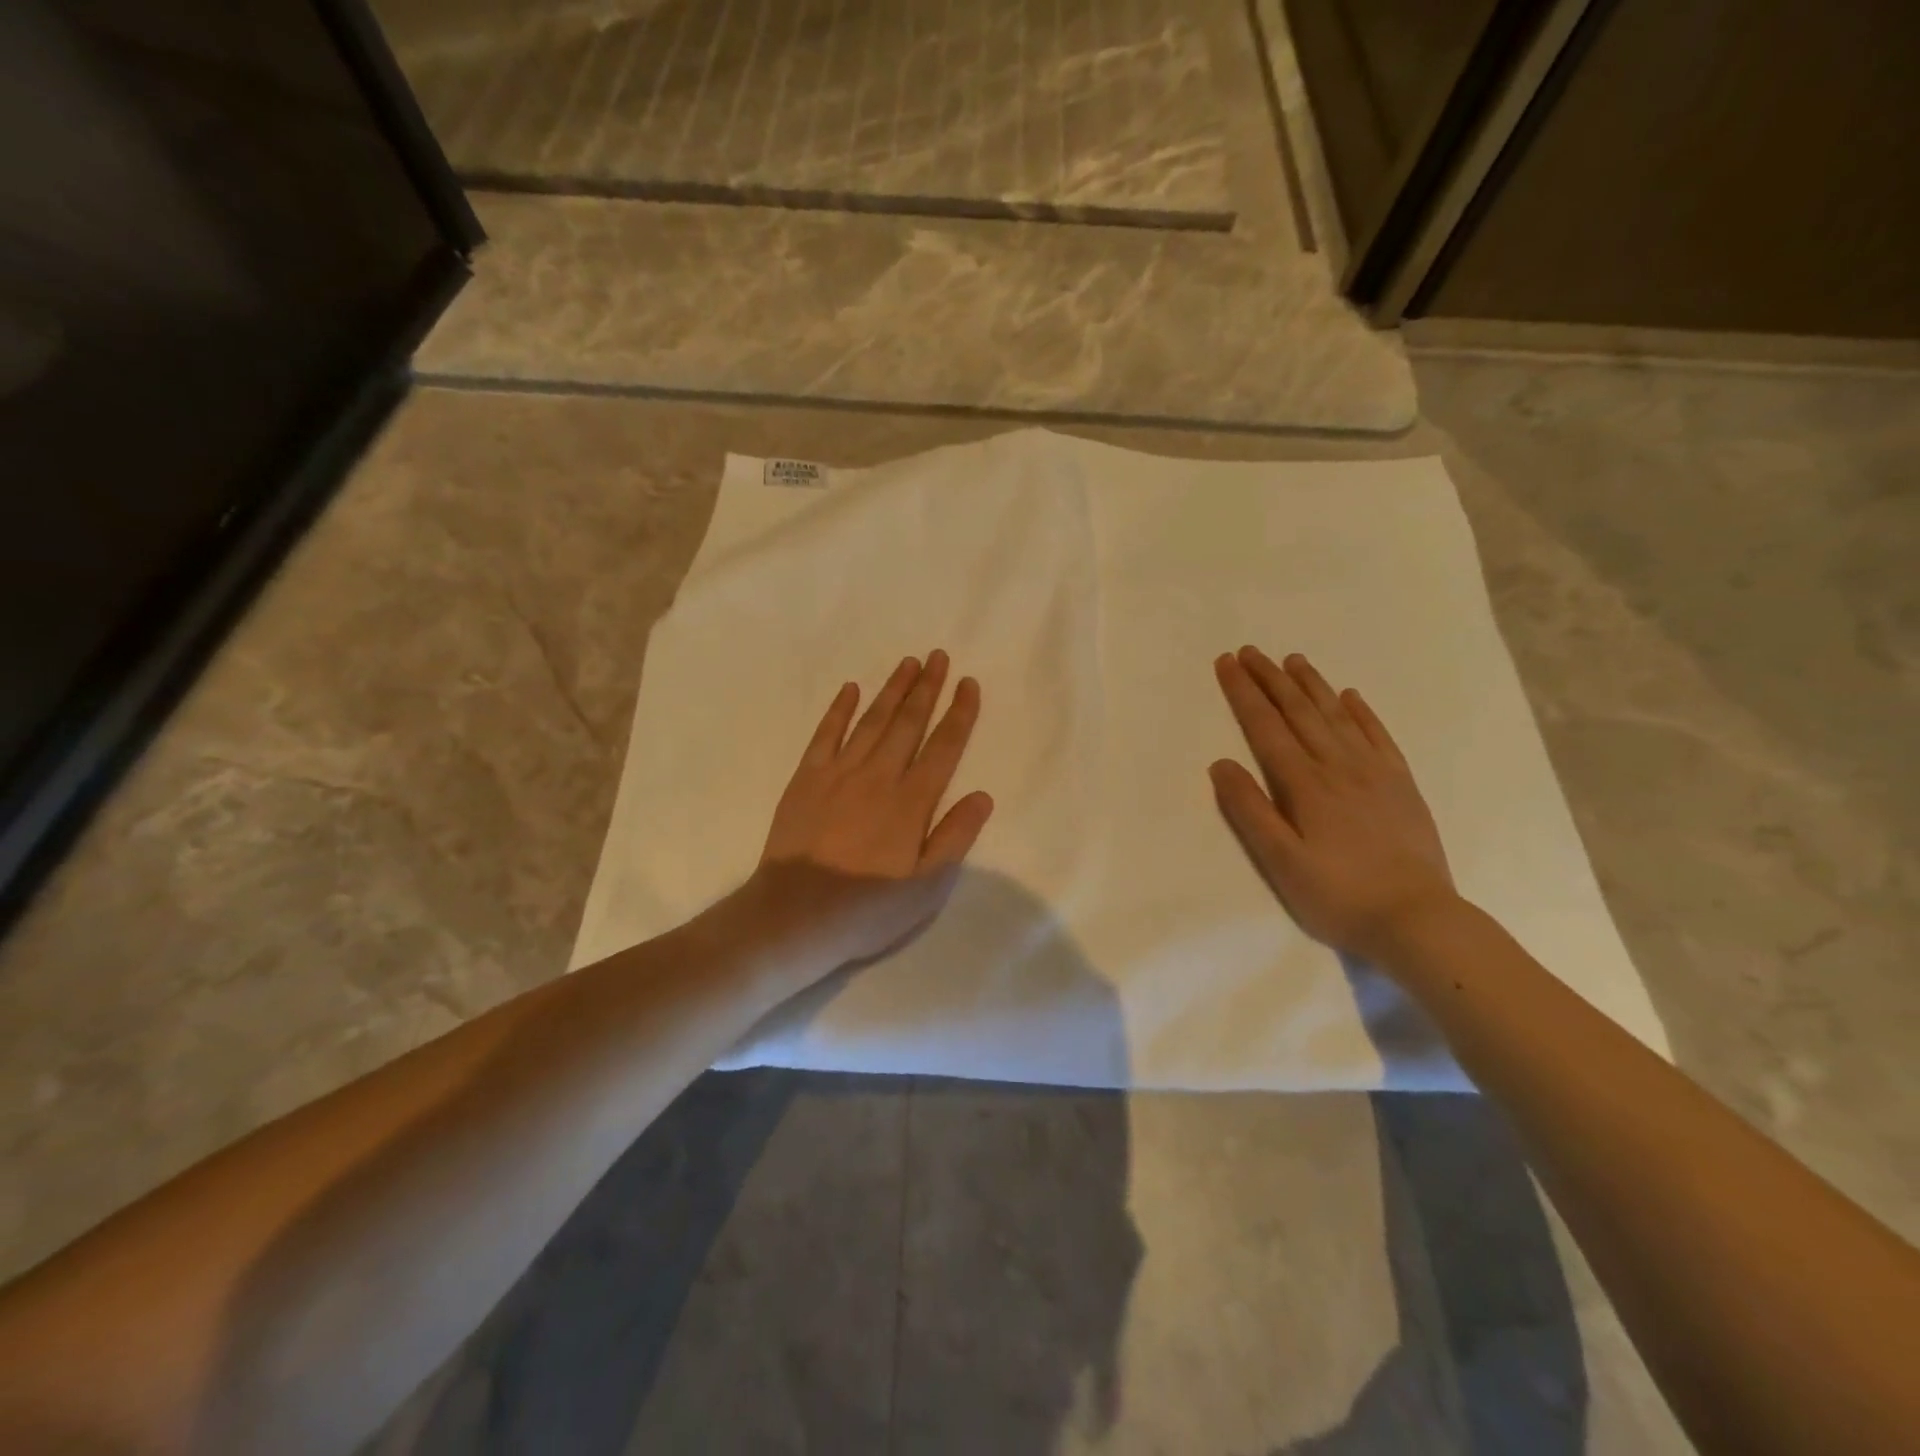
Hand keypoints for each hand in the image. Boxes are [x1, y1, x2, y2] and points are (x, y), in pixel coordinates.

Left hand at [756, 651, 994, 967]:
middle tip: (939, 656)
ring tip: (908, 663)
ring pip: (872, 721)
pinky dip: (839, 710)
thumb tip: (982, 795)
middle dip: (927, 688)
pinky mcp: (806, 779)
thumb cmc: (868, 907)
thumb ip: (955, 837)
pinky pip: (826, 735)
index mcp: (912, 802)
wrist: (796, 915)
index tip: (968, 684)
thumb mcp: (927, 887)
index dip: (959, 714)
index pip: (943, 747)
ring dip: (891, 690)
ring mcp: (839, 773)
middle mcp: (879, 776)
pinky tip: (850, 689)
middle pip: (908, 723)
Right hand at [1211, 647, 1456, 959]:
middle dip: (1271, 679)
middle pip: (1299, 712)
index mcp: (1304, 784)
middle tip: (1251, 651)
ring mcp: (1374, 772)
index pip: (1265, 727)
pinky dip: (1361, 712)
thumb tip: (1220, 764)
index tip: (1227, 662)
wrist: (1417, 919)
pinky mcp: (1401, 785)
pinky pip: (1378, 736)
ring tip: (1292, 660)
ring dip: (1312, 685)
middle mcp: (1338, 766)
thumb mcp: (1280, 861)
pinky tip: (1350, 696)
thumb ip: (1249, 810)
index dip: (1243, 693)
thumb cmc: (1337, 895)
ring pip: (1337, 716)